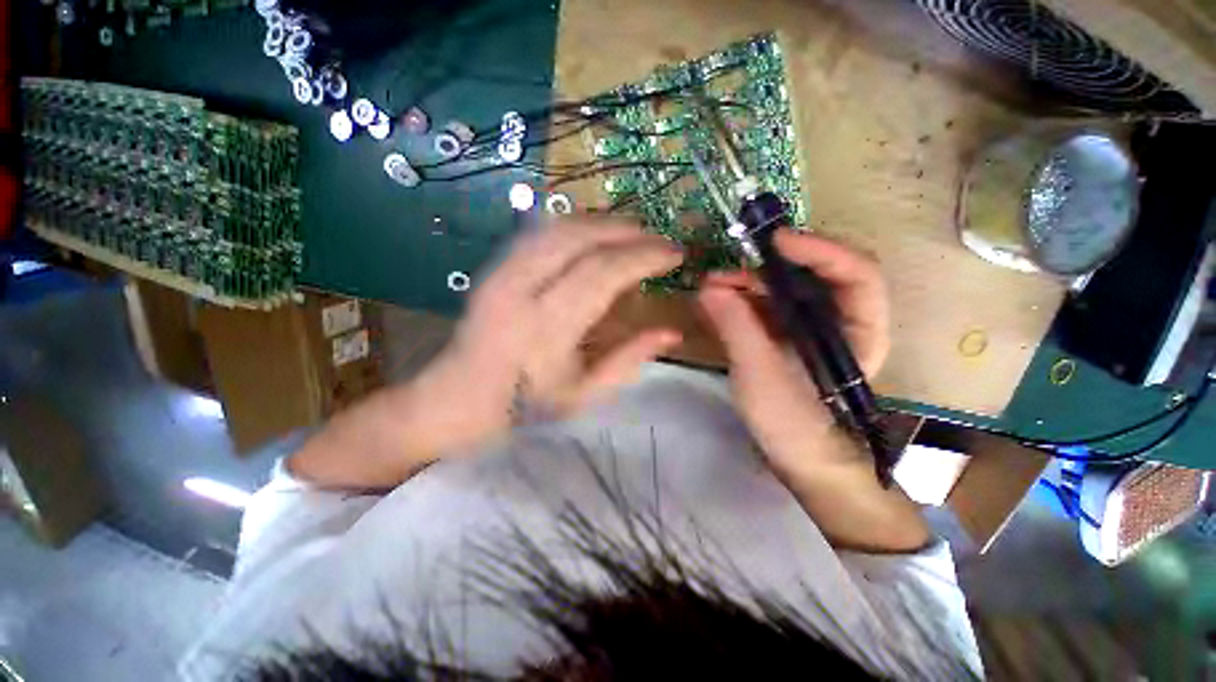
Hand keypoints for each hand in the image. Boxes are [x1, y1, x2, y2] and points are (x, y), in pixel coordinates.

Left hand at [408, 220, 683, 456]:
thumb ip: (629, 359)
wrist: (460, 397)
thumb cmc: (526, 405)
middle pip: (581, 239)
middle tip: (660, 240)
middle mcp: (522, 289)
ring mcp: (503, 271)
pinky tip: (596, 233)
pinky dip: (576, 225)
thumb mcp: (584, 393)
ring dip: (604, 223)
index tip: (675, 255)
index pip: (603, 273)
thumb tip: (672, 333)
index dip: (644, 257)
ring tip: (635, 232)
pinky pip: (541, 231)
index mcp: (547, 327)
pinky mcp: (495, 265)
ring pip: (560, 227)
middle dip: (629, 232)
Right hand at [698, 229, 889, 473]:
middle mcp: (839, 320)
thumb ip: (737, 328)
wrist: (797, 458)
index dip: (819, 250)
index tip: (774, 241)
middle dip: (768, 267)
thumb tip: (708, 288)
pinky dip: (740, 301)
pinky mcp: (784, 335)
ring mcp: (809, 327)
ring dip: (747, 283)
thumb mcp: (762, 376)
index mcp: (858, 330)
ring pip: (783, 289)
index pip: (855, 273)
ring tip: (710, 287)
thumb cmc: (793, 423)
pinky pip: (765, 306)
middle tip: (726, 270)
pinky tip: (714, 303)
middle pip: (812, 275)